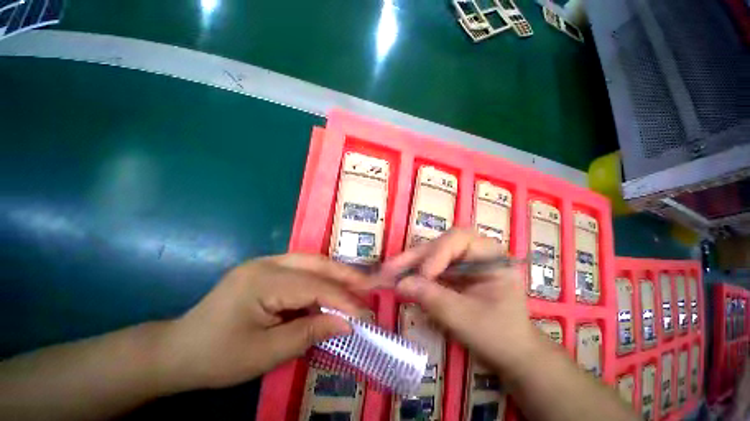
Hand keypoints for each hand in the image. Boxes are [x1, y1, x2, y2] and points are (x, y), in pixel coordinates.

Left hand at [158, 254, 370, 391]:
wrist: (178, 350)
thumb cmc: (217, 357)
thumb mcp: (265, 353)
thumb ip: (310, 332)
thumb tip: (347, 323)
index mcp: (262, 280)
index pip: (314, 286)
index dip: (343, 299)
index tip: (365, 313)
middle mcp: (267, 263)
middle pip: (317, 263)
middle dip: (346, 275)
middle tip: (369, 286)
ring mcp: (266, 263)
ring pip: (312, 262)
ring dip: (336, 274)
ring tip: (357, 285)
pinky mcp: (267, 269)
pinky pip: (302, 269)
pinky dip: (321, 279)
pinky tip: (331, 288)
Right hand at [381, 229, 540, 375]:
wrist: (510, 354)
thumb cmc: (498, 336)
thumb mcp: (466, 319)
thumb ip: (433, 298)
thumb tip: (400, 284)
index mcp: (491, 256)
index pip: (460, 239)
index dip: (438, 253)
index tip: (422, 275)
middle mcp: (474, 252)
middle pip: (440, 245)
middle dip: (415, 257)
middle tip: (390, 268)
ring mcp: (462, 261)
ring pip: (431, 254)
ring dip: (409, 264)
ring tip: (388, 272)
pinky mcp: (452, 272)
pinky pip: (429, 267)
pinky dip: (413, 273)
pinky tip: (399, 278)